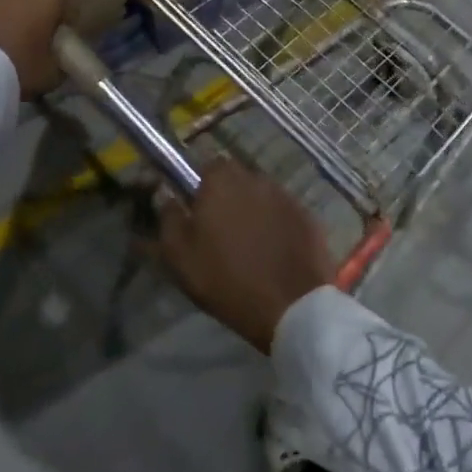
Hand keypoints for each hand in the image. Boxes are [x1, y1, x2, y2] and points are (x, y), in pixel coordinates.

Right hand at [157, 160, 334, 354]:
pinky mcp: (308, 217)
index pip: (207, 165)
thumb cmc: (226, 280)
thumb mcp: (180, 256)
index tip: (195, 208)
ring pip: (261, 195)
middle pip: (236, 178)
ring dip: (252, 209)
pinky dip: (276, 225)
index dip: (200, 185)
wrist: (291, 306)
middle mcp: (255, 179)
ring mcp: (286, 196)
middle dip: (227, 196)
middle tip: (219, 228)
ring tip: (248, 242)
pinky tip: (273, 250)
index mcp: (221, 182)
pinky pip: (283, 213)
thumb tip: (164, 194)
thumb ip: (168, 218)